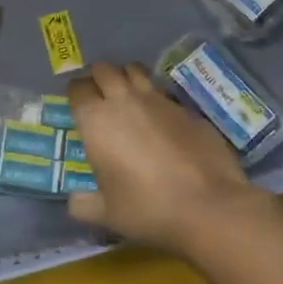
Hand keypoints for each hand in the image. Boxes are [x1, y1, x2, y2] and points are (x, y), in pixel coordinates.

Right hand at [66, 62, 259, 254]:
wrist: (208, 206)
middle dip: (99, 78)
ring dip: (127, 78)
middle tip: (100, 97)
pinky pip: (164, 93)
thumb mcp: (106, 213)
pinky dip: (157, 100)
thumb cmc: (147, 208)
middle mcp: (125, 101)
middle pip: (105, 70)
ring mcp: (159, 101)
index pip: (77, 89)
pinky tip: (162, 122)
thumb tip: (74, 201)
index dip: (75, 94)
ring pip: (136, 71)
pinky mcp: (187, 109)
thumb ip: (83, 204)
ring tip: (128, 97)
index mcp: (96, 121)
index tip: (78, 105)